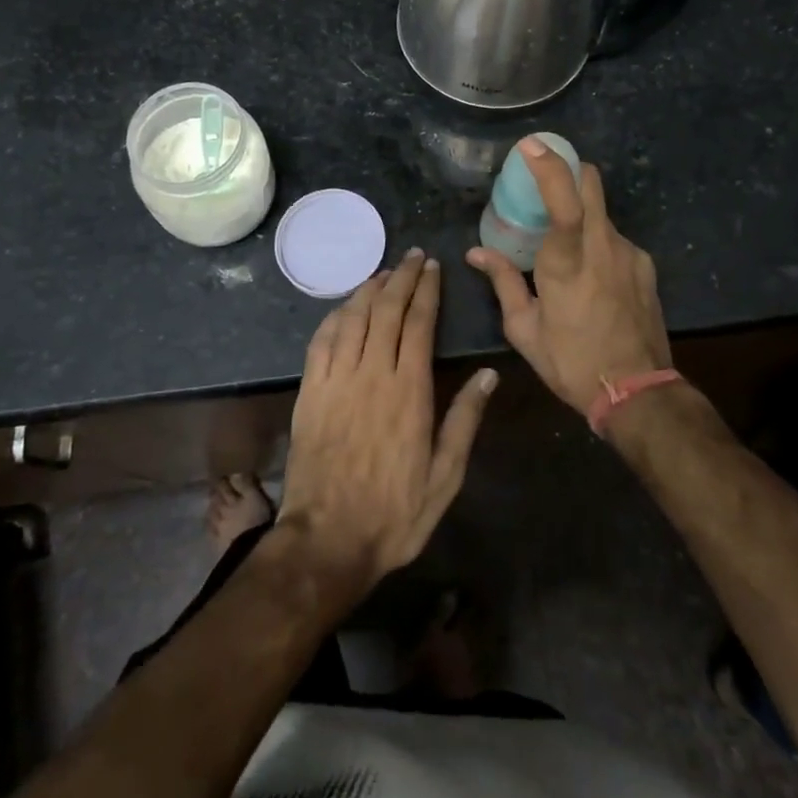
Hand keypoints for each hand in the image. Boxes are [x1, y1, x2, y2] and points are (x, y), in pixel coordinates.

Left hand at [275, 251, 496, 604]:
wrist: (327, 540)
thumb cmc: (394, 513)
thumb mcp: (445, 477)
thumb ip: (465, 421)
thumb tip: (488, 375)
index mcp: (408, 391)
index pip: (418, 323)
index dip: (426, 290)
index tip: (432, 267)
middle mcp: (371, 373)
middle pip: (386, 309)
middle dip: (401, 277)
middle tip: (412, 257)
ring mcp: (336, 379)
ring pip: (353, 317)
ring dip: (369, 289)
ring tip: (384, 273)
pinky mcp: (309, 391)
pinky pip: (322, 340)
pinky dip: (336, 315)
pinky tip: (346, 306)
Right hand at [467, 137, 670, 416]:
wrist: (637, 392)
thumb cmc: (570, 361)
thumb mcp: (524, 329)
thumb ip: (502, 282)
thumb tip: (476, 253)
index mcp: (566, 263)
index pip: (564, 202)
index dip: (549, 167)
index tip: (531, 145)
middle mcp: (602, 247)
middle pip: (592, 183)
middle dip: (569, 172)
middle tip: (545, 188)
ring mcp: (629, 253)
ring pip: (602, 211)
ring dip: (581, 215)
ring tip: (564, 247)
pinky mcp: (645, 265)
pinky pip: (615, 237)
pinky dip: (598, 242)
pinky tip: (592, 276)